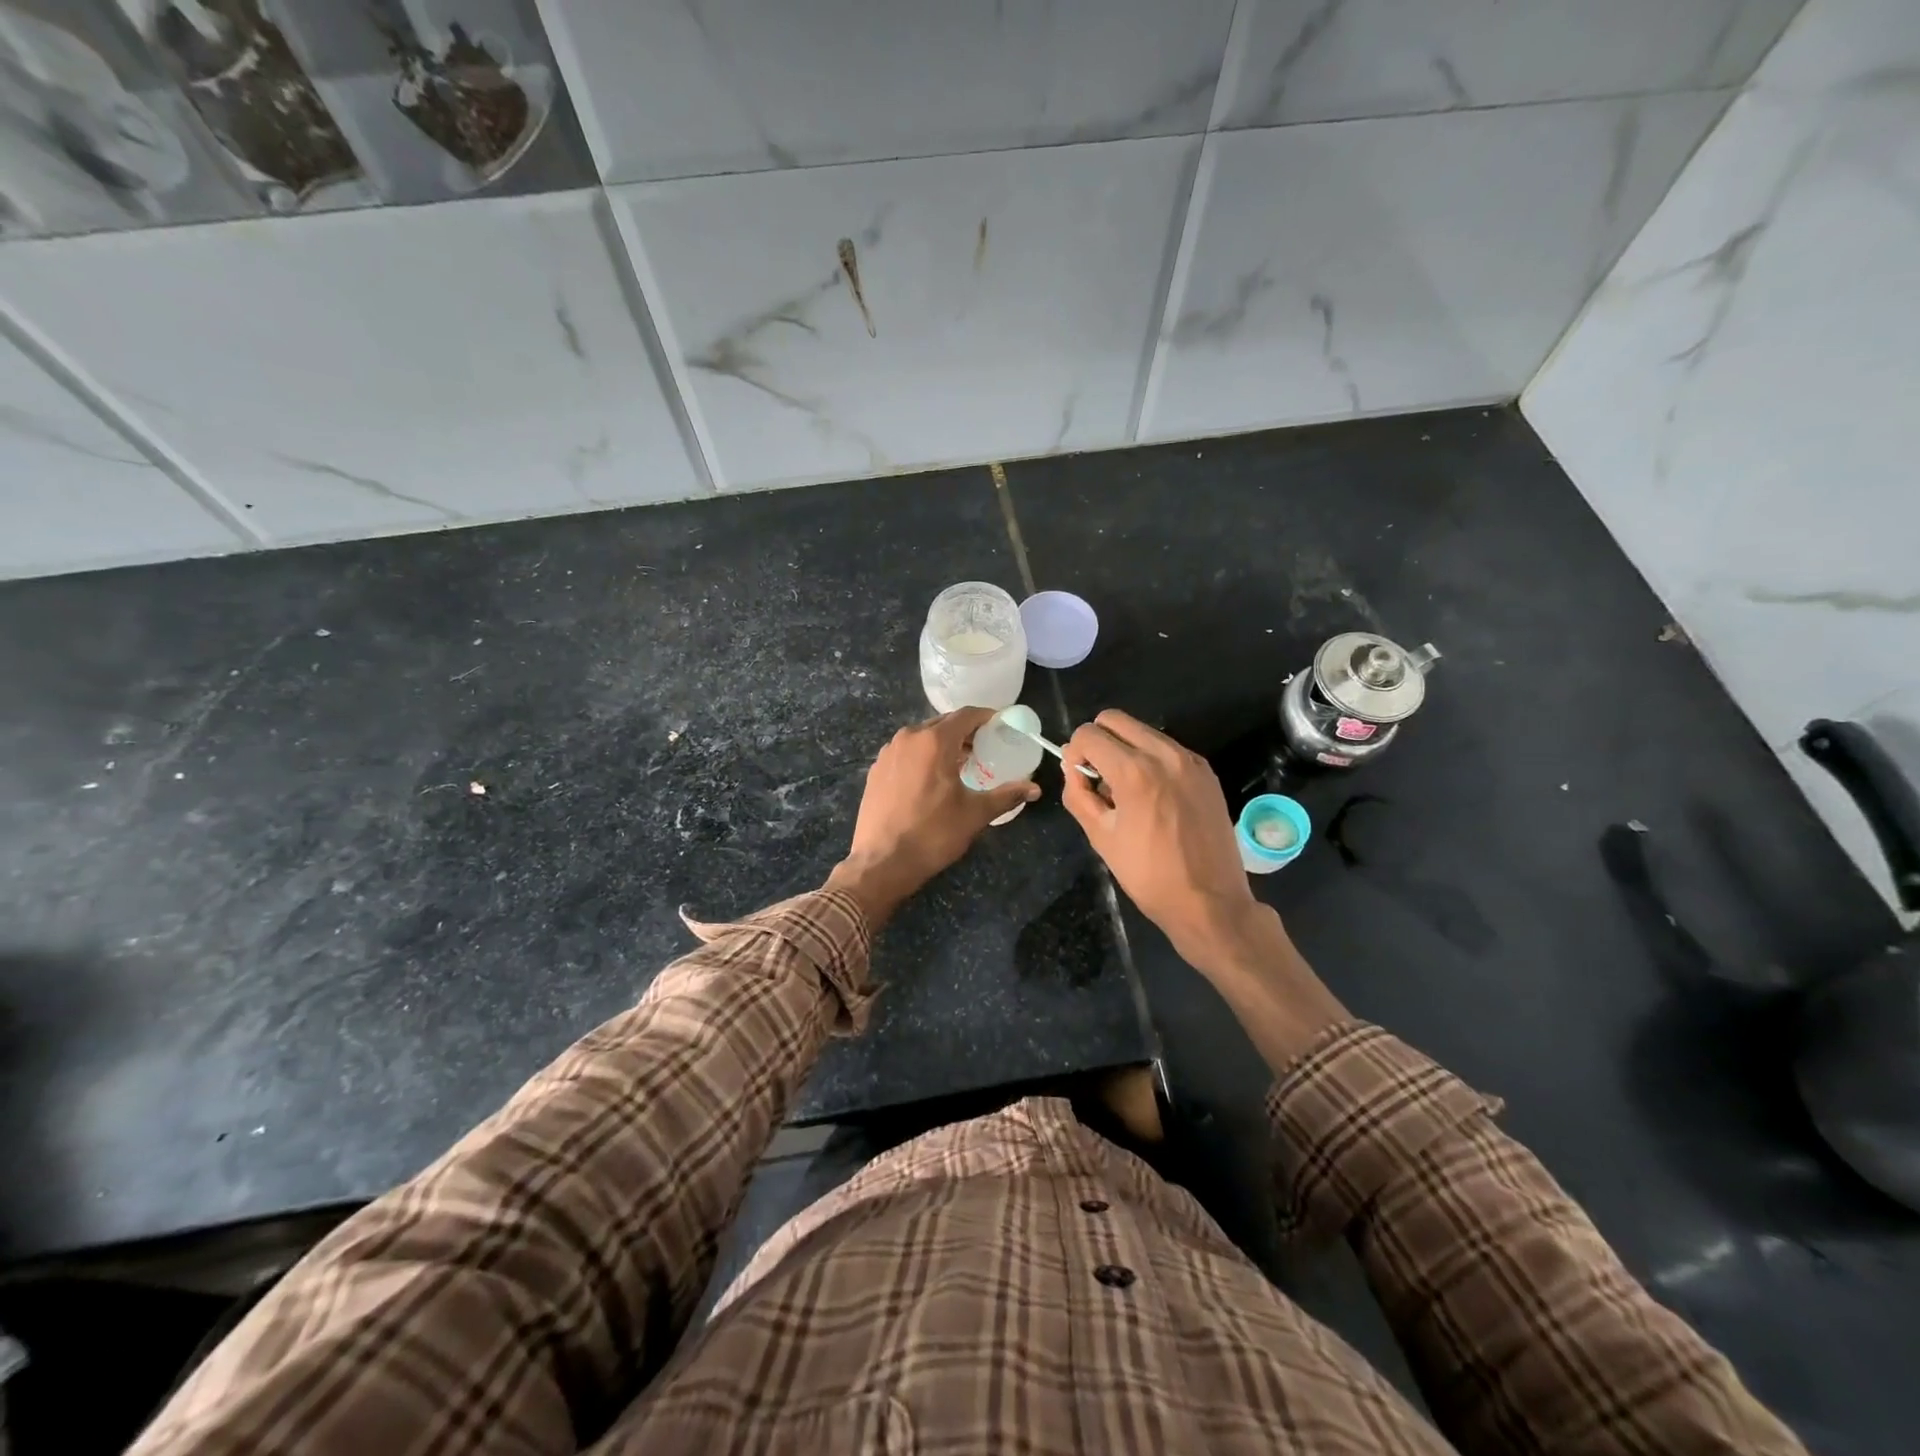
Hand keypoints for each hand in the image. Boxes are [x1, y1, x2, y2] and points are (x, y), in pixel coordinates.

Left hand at [826, 708, 1038, 927]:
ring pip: (922, 737)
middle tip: (985, 747)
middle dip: (965, 732)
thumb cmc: (933, 834)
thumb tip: (1034, 789)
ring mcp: (888, 753)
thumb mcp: (975, 814)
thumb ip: (1006, 795)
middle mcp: (908, 738)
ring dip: (943, 744)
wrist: (882, 862)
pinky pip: (905, 752)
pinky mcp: (876, 770)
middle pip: (943, 724)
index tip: (1001, 726)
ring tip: (960, 764)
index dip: (986, 717)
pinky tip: (931, 779)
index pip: (966, 715)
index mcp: (934, 741)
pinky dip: (922, 756)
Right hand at [1061, 710, 1258, 965]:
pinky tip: (1154, 796)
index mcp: (1134, 771)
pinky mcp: (1206, 772)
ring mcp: (1190, 761)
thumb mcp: (1101, 837)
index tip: (1079, 779)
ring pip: (1143, 731)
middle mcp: (1164, 754)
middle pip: (1115, 720)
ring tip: (1127, 790)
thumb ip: (1079, 795)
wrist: (1210, 901)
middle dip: (1098, 741)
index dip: (1075, 753)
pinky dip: (1151, 759)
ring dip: (1125, 748)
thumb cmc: (1149, 875)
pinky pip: (1167, 749)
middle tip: (1099, 778)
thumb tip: (1073, 769)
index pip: (1089, 734)